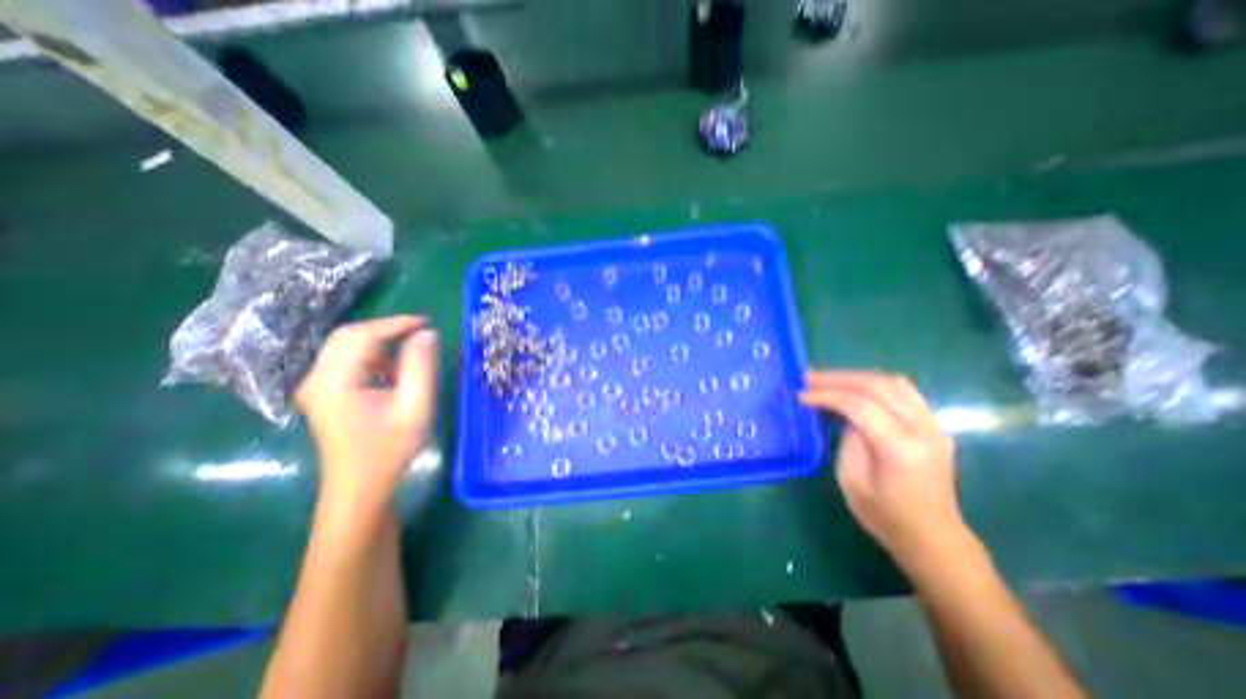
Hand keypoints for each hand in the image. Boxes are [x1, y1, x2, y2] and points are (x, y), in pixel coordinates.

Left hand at [295, 316, 438, 508]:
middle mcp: (317, 379)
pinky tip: (394, 372)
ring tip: (412, 352)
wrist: (360, 489)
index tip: (428, 322)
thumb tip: (427, 333)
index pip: (362, 336)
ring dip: (380, 342)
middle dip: (387, 329)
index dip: (396, 323)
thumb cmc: (390, 450)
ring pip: (346, 347)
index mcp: (334, 381)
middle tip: (422, 332)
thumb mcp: (415, 407)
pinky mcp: (325, 394)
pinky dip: (373, 356)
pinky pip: (348, 362)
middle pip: (348, 336)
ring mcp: (317, 387)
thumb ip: (421, 367)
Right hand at [803, 372, 966, 567]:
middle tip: (808, 378)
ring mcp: (934, 425)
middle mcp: (923, 429)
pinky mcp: (933, 426)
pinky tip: (854, 388)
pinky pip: (903, 392)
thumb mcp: (851, 479)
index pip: (859, 405)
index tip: (800, 395)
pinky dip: (874, 384)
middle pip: (878, 385)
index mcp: (900, 447)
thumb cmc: (883, 514)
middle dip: (838, 378)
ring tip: (828, 379)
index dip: (826, 395)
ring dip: (856, 376)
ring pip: (894, 382)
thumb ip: (849, 438)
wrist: (931, 537)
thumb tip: (843, 413)